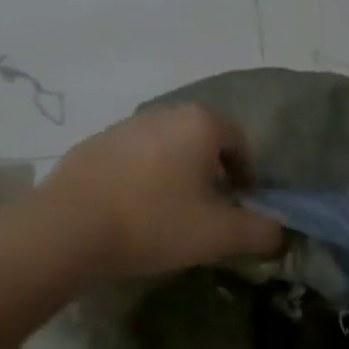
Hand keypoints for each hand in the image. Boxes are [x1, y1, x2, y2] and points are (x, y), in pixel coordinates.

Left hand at [32, 104, 283, 276]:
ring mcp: (122, 127)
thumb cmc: (155, 223)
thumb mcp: (219, 234)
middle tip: (213, 208)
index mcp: (199, 124)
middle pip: (202, 140)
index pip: (239, 141)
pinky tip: (135, 212)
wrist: (69, 228)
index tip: (246, 203)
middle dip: (214, 171)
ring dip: (178, 175)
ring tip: (173, 212)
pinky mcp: (92, 146)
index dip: (249, 174)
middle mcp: (163, 114)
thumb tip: (279, 230)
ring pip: (166, 148)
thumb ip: (260, 231)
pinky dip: (144, 179)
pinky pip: (133, 160)